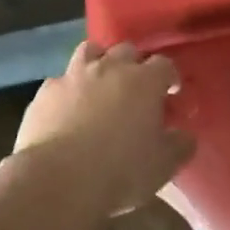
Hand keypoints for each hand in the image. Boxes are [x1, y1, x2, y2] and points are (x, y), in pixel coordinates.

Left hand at [14, 42, 195, 213]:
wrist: (58, 179)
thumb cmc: (120, 171)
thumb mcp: (163, 165)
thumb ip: (180, 145)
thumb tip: (185, 136)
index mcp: (144, 81)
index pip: (164, 65)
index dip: (169, 77)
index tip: (171, 93)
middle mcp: (109, 68)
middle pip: (127, 50)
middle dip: (134, 64)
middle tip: (136, 88)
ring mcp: (73, 76)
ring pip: (90, 51)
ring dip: (99, 62)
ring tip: (100, 85)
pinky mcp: (45, 92)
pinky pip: (60, 81)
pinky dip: (68, 90)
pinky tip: (67, 109)